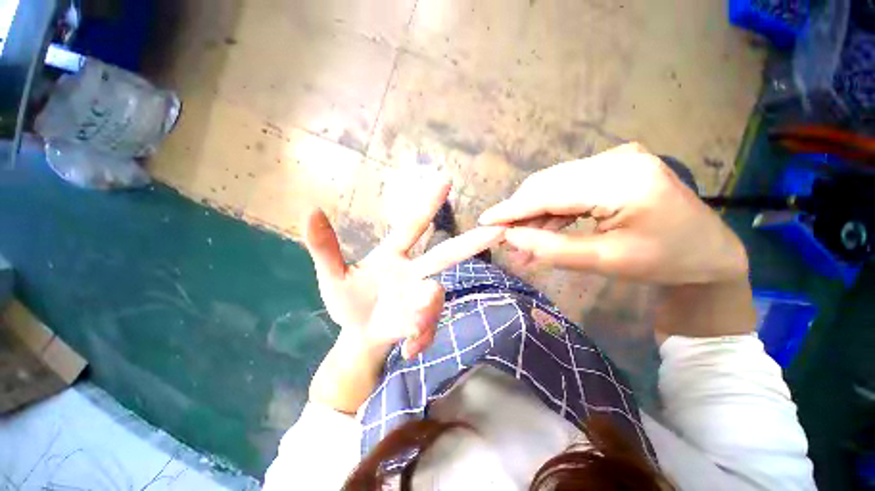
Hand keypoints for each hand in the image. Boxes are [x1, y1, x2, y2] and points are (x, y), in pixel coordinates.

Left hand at [303, 173, 504, 359]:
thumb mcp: (333, 275)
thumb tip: (310, 210)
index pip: (414, 224)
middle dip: (472, 242)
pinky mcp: (423, 322)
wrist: (359, 334)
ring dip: (427, 309)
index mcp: (394, 255)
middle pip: (447, 254)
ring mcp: (421, 297)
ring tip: (412, 328)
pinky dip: (421, 336)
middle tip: (498, 231)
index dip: (428, 202)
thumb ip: (325, 248)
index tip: (446, 178)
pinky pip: (429, 327)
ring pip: (435, 296)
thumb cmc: (348, 300)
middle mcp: (414, 271)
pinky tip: (409, 348)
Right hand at [479, 144, 747, 283]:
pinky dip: (551, 211)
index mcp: (623, 180)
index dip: (513, 209)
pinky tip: (542, 231)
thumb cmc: (665, 262)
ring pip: (554, 186)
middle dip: (520, 213)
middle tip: (503, 239)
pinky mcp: (612, 168)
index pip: (549, 192)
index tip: (485, 221)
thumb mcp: (606, 262)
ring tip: (521, 244)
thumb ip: (553, 249)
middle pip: (548, 184)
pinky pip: (568, 188)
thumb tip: (510, 239)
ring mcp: (615, 159)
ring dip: (534, 215)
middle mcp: (616, 159)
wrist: (708, 253)